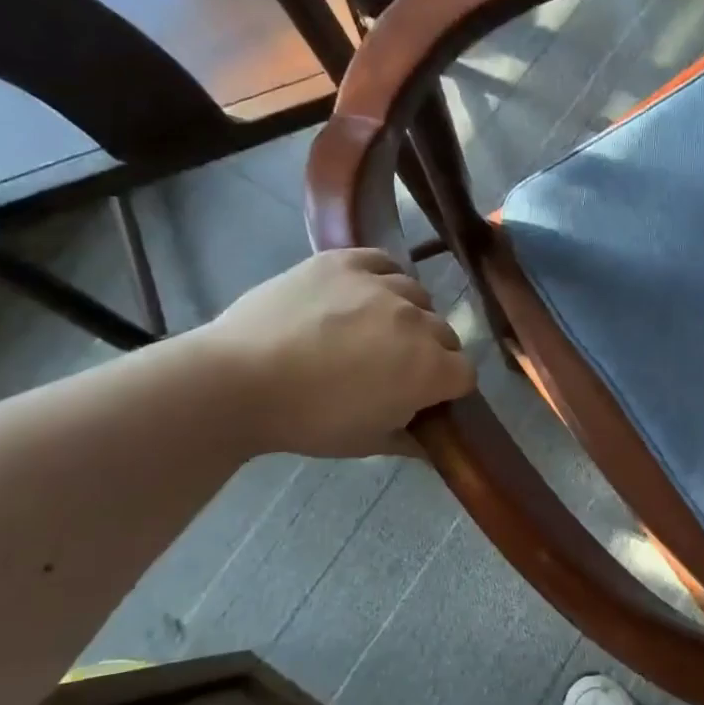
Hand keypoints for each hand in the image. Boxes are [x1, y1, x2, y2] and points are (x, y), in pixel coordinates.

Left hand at [199, 249, 475, 457]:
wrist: (238, 381)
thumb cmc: (309, 421)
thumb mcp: (368, 443)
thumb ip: (410, 439)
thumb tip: (430, 442)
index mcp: (430, 369)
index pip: (465, 373)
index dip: (447, 388)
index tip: (424, 398)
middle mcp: (417, 321)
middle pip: (445, 334)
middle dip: (429, 352)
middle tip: (393, 368)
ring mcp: (382, 285)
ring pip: (416, 296)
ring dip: (406, 314)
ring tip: (374, 328)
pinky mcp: (345, 261)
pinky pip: (382, 262)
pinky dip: (381, 277)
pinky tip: (363, 293)